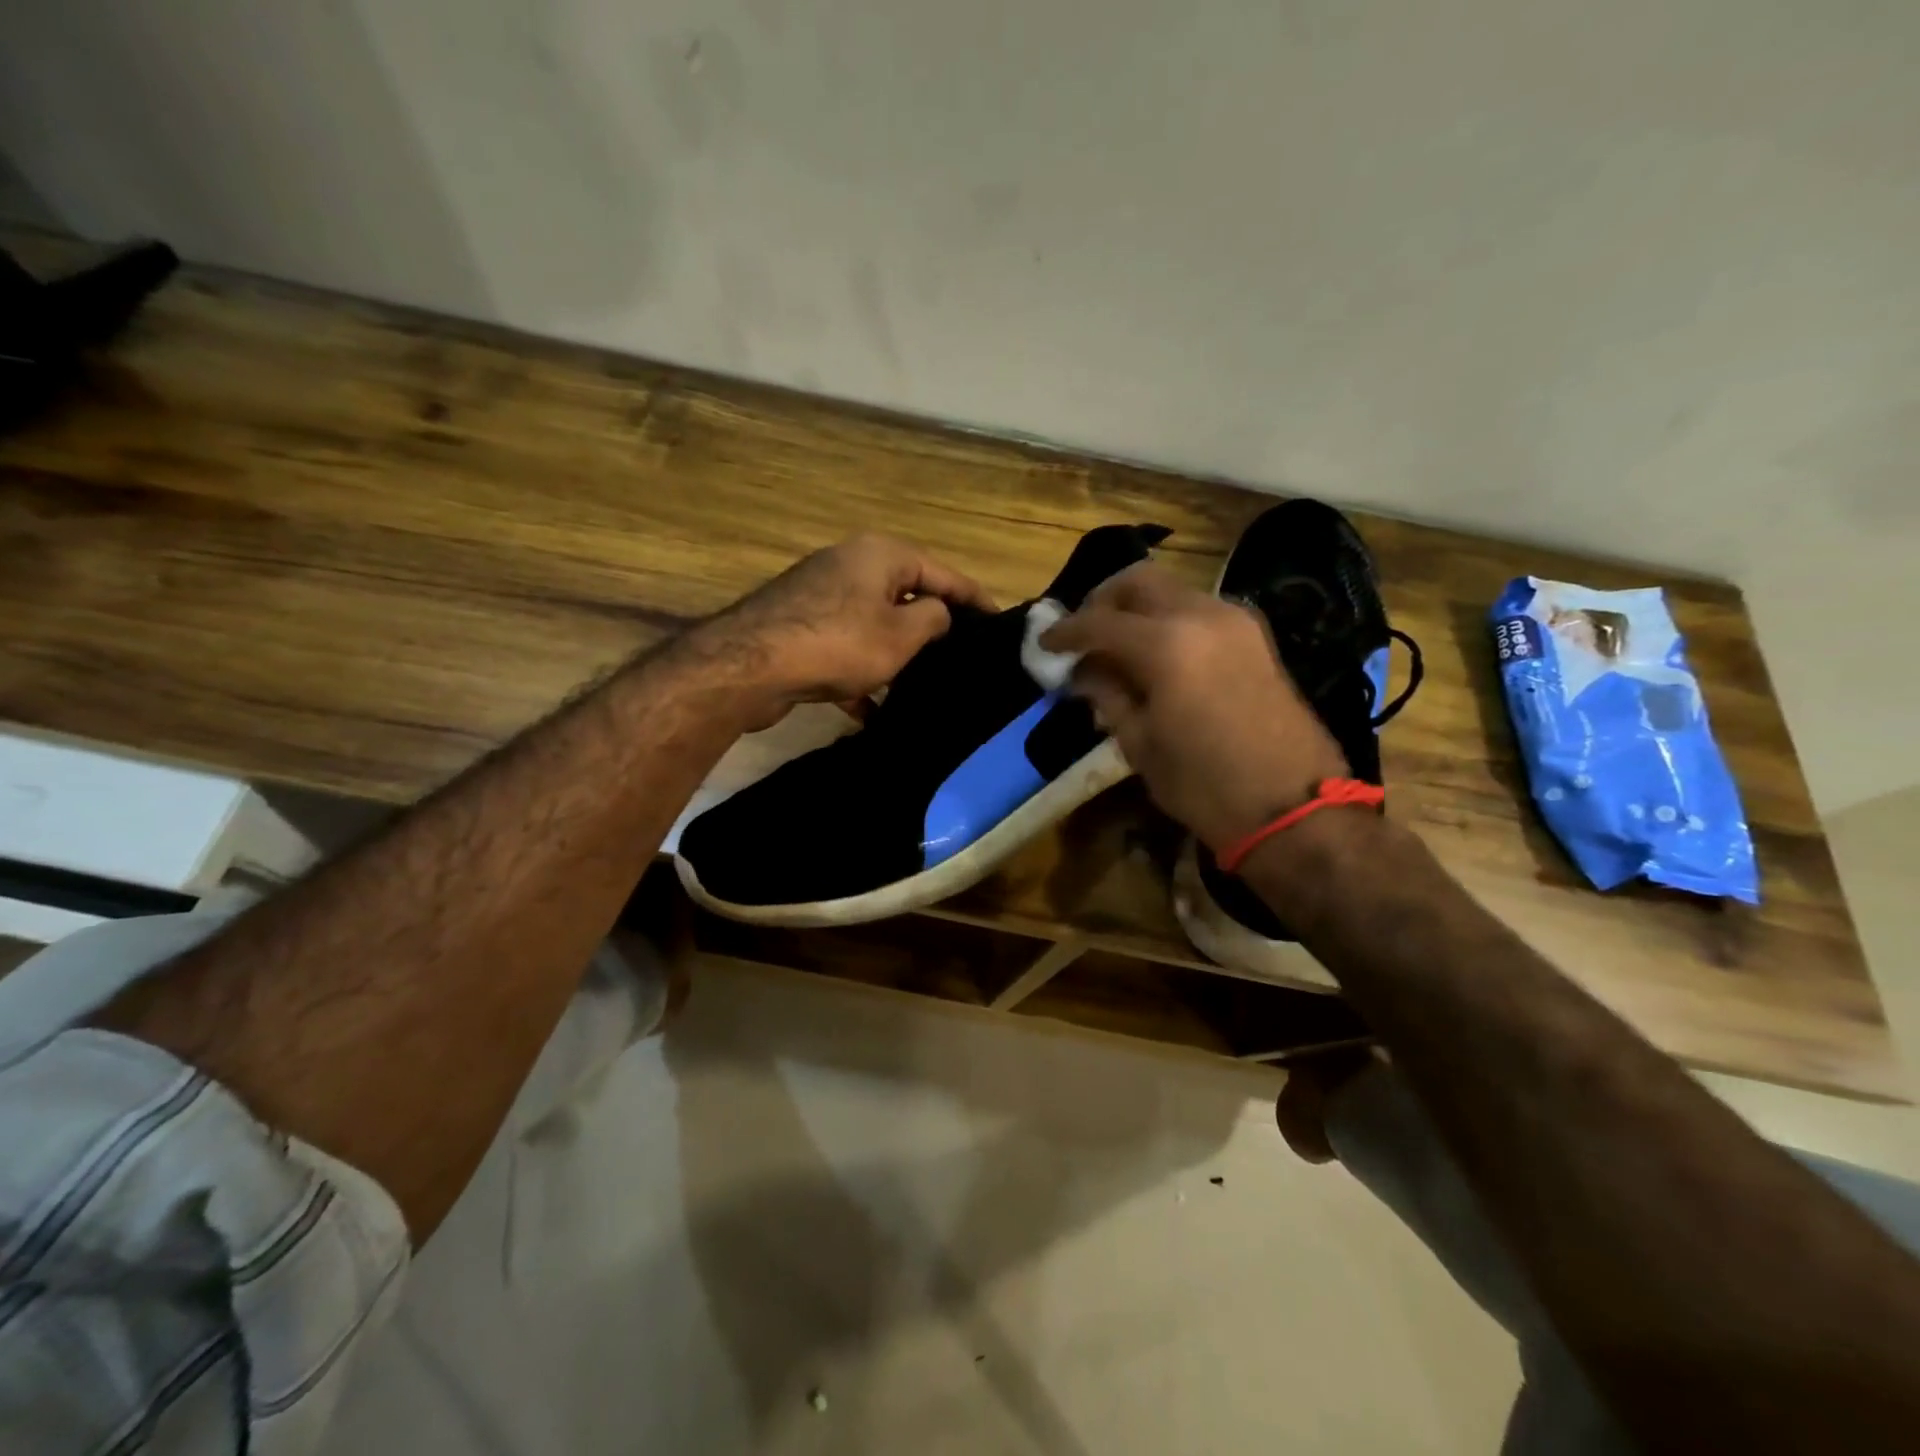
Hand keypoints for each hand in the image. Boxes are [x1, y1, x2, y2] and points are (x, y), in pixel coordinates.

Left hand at [688, 533, 993, 725]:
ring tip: (922, 686)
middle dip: (932, 629)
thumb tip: (938, 614)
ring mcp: (820, 596)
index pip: (943, 574)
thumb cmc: (838, 642)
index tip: (999, 621)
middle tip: (961, 656)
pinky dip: (859, 676)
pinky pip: (844, 649)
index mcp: (881, 554)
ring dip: (895, 656)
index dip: (974, 598)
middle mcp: (850, 565)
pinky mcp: (799, 627)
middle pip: (905, 596)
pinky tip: (870, 711)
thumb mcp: (901, 633)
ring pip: (874, 625)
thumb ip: (934, 618)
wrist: (749, 666)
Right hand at [1040, 563, 1347, 849]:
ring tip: (1117, 647)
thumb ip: (1107, 695)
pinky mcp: (1254, 636)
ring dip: (1137, 609)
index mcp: (1166, 644)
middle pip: (1138, 582)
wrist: (1293, 806)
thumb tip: (1084, 671)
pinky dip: (1168, 620)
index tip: (1045, 644)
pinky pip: (1198, 610)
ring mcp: (1235, 621)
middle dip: (1102, 601)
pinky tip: (1156, 655)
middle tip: (1083, 634)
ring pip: (1172, 591)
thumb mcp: (1140, 744)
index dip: (1065, 632)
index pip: (1099, 622)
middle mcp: (1201, 615)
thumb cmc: (1204, 785)